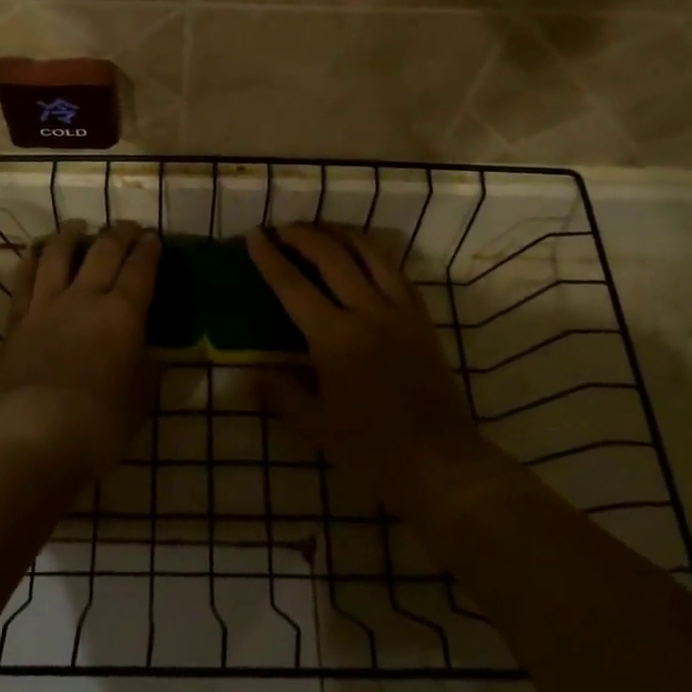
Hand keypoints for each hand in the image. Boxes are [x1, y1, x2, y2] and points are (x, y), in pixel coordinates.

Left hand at [0, 221, 159, 484]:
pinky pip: (24, 280)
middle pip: (104, 252)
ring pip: (59, 255)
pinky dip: (32, 260)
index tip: (154, 237)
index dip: (149, 250)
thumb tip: (149, 352)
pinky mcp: (17, 321)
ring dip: (71, 235)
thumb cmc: (98, 424)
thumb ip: (145, 368)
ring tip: (78, 225)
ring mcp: (46, 306)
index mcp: (122, 314)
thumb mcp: (139, 398)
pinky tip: (36, 252)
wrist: (31, 436)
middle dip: (119, 234)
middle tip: (128, 227)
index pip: (140, 269)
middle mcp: (85, 298)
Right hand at [247, 225, 511, 520]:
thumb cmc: (371, 449)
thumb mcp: (316, 426)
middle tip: (282, 228)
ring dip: (342, 234)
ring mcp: (399, 312)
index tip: (254, 235)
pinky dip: (376, 254)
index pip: (293, 286)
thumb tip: (252, 373)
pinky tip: (365, 253)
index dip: (270, 258)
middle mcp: (366, 312)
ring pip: (370, 254)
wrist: (440, 462)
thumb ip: (281, 394)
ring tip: (322, 228)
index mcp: (334, 338)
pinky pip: (397, 272)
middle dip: (303, 236)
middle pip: (331, 257)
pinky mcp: (422, 319)